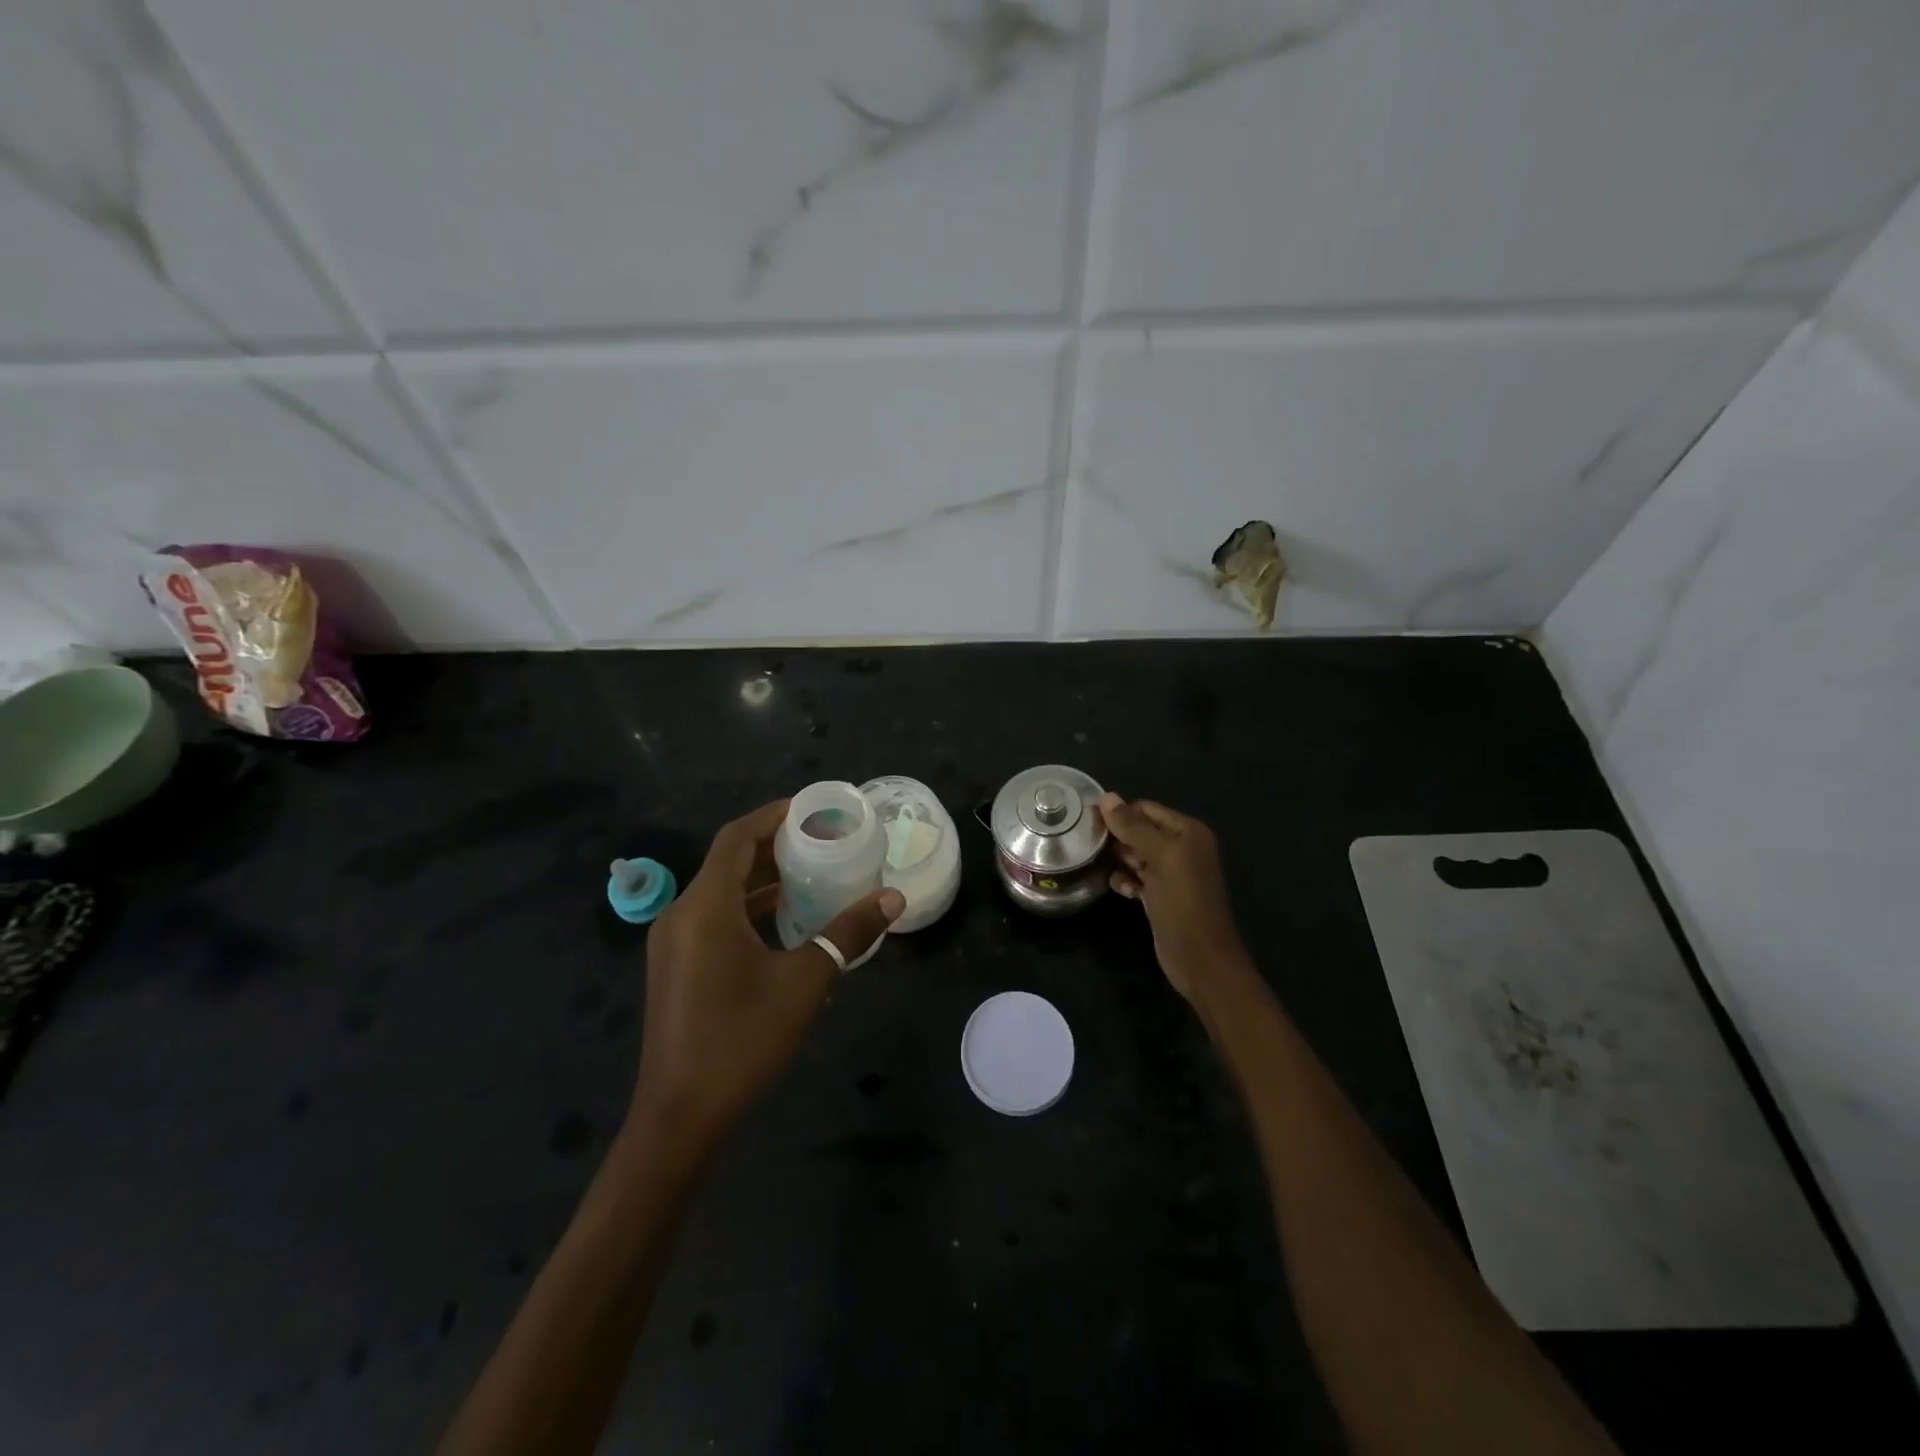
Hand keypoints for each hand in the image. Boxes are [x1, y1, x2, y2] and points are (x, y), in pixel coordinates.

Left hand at [632, 799, 903, 1152]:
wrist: (681, 1117)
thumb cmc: (741, 1039)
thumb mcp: (804, 981)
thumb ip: (847, 934)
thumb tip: (893, 899)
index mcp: (705, 906)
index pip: (737, 837)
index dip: (773, 816)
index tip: (814, 810)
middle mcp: (682, 914)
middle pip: (729, 861)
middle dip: (775, 846)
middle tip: (824, 841)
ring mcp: (675, 943)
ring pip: (722, 891)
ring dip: (764, 879)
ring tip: (813, 873)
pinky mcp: (678, 967)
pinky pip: (715, 918)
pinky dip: (749, 909)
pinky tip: (786, 921)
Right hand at [1097, 793, 1248, 1004]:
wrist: (1200, 958)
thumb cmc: (1183, 902)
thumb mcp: (1159, 858)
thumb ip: (1133, 827)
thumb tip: (1106, 796)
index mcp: (1187, 832)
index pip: (1146, 809)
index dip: (1119, 814)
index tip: (1090, 824)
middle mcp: (1181, 847)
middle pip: (1139, 830)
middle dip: (1118, 838)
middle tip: (1093, 847)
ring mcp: (1170, 873)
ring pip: (1135, 854)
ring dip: (1119, 860)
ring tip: (1104, 867)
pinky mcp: (1160, 895)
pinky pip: (1136, 877)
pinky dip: (1126, 880)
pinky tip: (1121, 890)